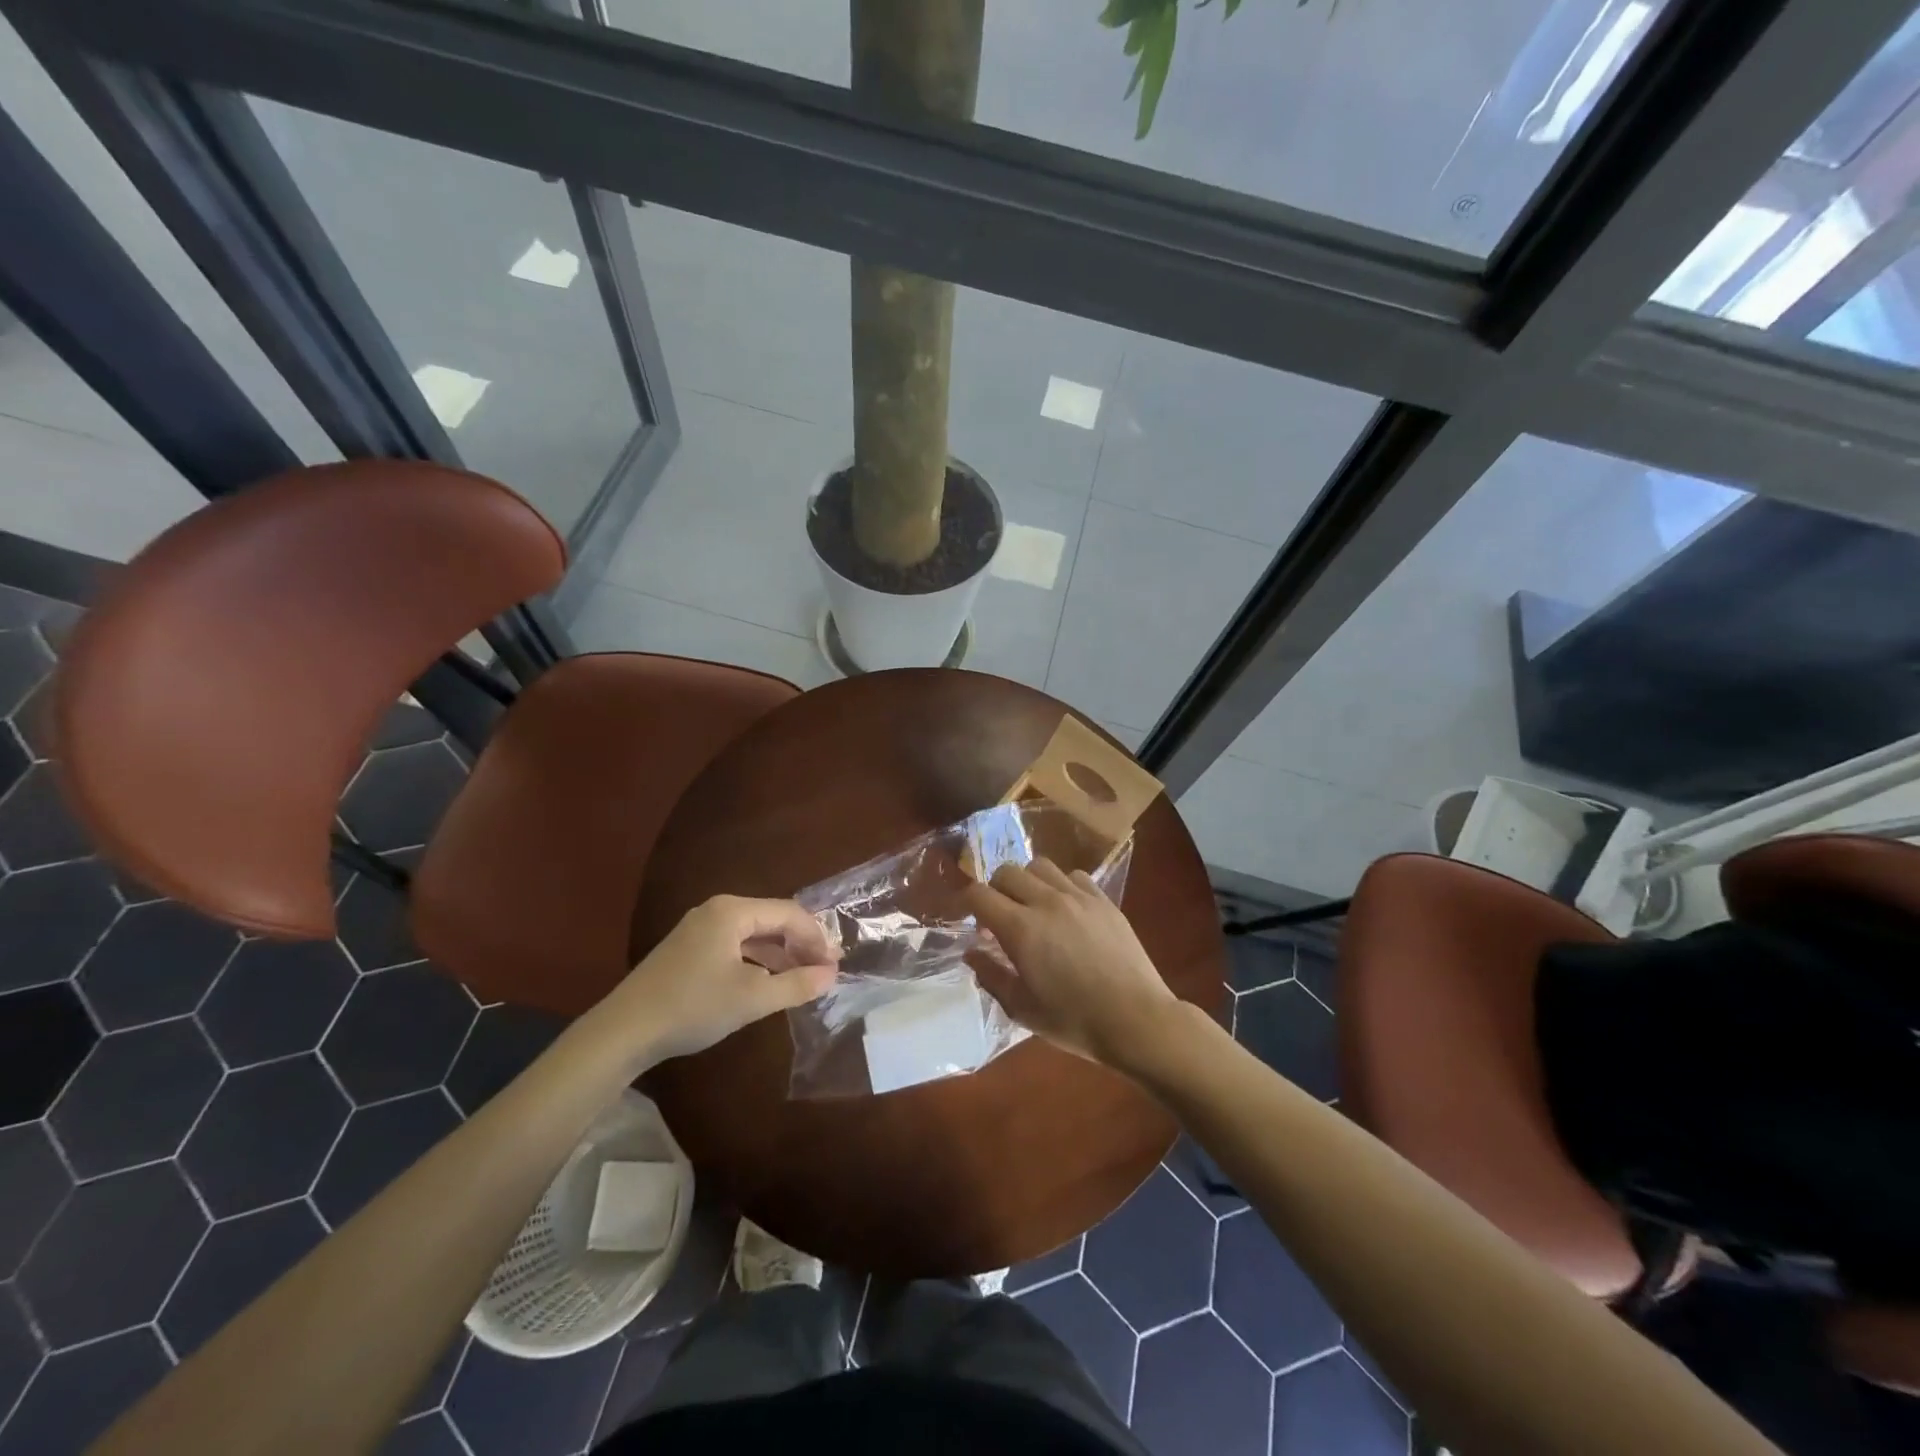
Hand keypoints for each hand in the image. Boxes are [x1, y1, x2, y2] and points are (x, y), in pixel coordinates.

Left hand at [593, 896, 839, 1066]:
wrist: (623, 1031)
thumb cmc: (693, 1007)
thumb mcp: (752, 998)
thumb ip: (796, 984)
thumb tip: (831, 975)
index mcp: (733, 911)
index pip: (789, 914)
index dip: (816, 938)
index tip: (834, 966)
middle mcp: (717, 910)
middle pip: (772, 919)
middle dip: (800, 944)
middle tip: (823, 972)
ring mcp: (699, 928)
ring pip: (753, 933)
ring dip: (780, 953)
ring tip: (801, 978)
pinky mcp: (688, 949)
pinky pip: (735, 945)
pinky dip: (757, 960)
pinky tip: (767, 981)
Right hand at [965, 858, 1178, 1068]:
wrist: (1136, 1020)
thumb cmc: (1074, 1021)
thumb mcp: (1022, 1009)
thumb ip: (992, 976)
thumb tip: (971, 953)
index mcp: (1021, 929)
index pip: (979, 894)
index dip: (967, 903)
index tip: (970, 921)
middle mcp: (1047, 902)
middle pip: (1007, 872)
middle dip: (995, 890)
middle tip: (1000, 917)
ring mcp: (1078, 897)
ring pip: (1040, 866)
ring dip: (1027, 882)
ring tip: (1033, 907)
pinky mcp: (1104, 900)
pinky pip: (1074, 876)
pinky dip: (1061, 885)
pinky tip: (1066, 909)